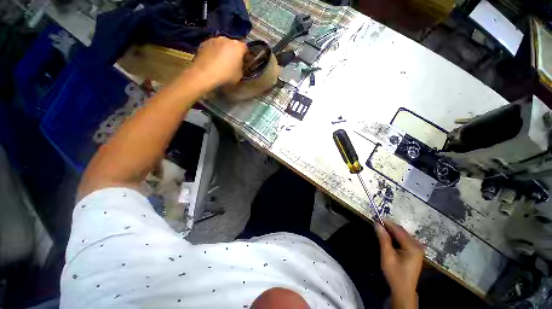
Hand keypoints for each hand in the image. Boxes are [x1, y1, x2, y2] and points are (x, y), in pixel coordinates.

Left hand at [191, 37, 246, 88]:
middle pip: (233, 45)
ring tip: (221, 62)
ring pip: (222, 45)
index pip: (245, 48)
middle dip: (234, 52)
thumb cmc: (226, 75)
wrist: (204, 74)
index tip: (245, 62)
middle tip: (233, 62)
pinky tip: (212, 61)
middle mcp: (226, 39)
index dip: (246, 55)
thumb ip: (241, 67)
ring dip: (223, 51)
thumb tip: (239, 65)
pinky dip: (214, 52)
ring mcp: (214, 39)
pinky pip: (212, 47)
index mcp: (238, 46)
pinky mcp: (204, 43)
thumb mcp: (239, 75)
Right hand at [375, 219, 422, 308]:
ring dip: (392, 231)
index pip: (398, 230)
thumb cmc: (395, 273)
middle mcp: (417, 246)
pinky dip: (396, 236)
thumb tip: (377, 224)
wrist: (403, 290)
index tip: (376, 218)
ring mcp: (417, 249)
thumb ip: (383, 239)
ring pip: (403, 235)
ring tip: (381, 229)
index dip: (387, 223)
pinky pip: (404, 240)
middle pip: (402, 231)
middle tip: (377, 223)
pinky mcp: (415, 253)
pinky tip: (388, 237)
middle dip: (389, 226)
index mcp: (413, 247)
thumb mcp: (387, 256)